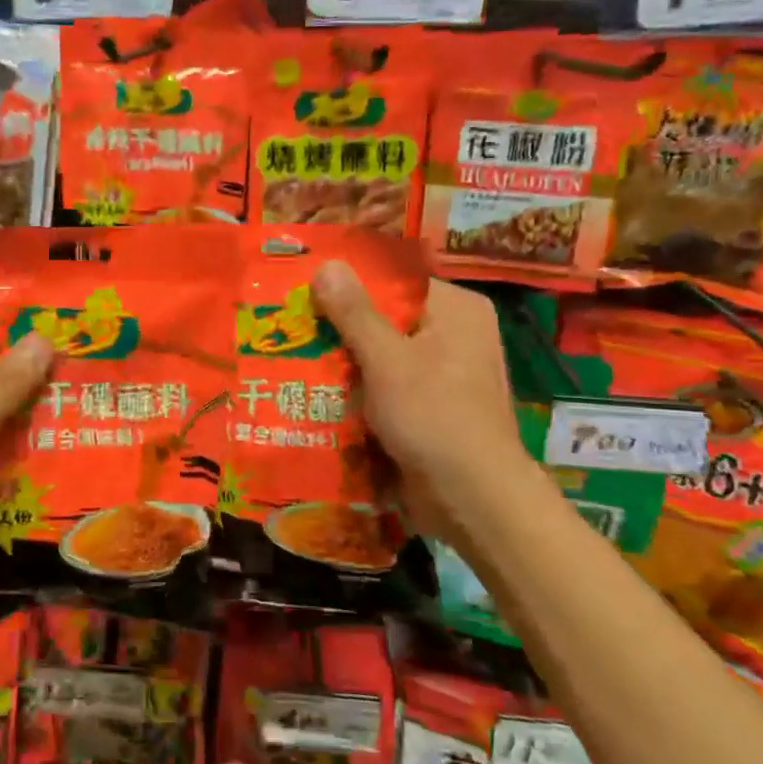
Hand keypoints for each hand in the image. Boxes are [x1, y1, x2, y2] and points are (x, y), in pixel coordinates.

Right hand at [312, 264, 529, 530]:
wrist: (472, 500)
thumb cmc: (434, 417)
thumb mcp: (387, 360)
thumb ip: (354, 312)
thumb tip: (327, 263)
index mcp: (457, 310)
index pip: (395, 281)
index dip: (349, 283)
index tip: (304, 288)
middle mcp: (455, 335)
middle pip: (387, 318)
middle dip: (340, 327)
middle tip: (290, 324)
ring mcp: (445, 374)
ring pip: (383, 355)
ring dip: (345, 362)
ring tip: (292, 355)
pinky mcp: (431, 408)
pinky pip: (388, 385)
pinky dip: (359, 389)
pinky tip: (319, 391)